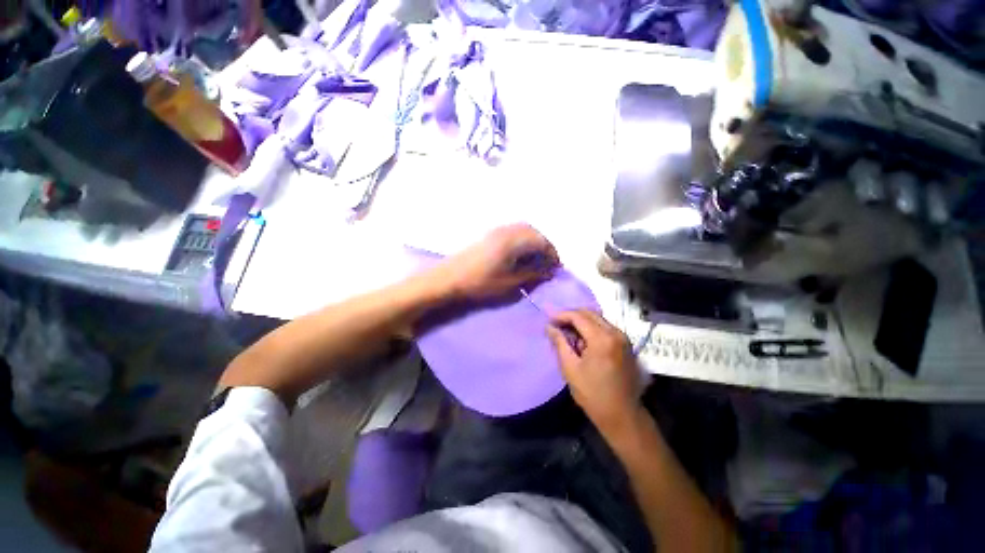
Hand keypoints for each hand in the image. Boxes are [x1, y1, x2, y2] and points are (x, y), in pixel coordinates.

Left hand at [435, 223, 558, 299]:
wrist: (448, 280)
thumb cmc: (480, 284)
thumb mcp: (510, 284)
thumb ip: (532, 275)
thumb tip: (548, 271)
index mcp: (513, 240)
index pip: (541, 241)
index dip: (552, 254)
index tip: (555, 268)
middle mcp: (505, 231)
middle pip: (533, 231)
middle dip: (543, 246)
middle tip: (546, 263)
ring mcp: (495, 231)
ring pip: (522, 230)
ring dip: (532, 242)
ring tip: (534, 261)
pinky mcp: (487, 236)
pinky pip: (511, 233)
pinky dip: (521, 241)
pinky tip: (518, 256)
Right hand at [547, 310, 641, 434]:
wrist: (623, 415)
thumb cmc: (593, 394)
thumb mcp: (570, 368)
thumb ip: (559, 343)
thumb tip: (549, 326)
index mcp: (602, 339)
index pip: (578, 316)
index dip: (561, 315)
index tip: (548, 320)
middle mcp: (615, 333)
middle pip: (589, 314)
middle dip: (571, 316)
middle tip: (556, 324)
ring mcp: (623, 338)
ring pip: (598, 319)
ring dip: (581, 322)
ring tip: (566, 332)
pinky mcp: (626, 344)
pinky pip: (605, 327)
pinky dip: (591, 328)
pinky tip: (581, 339)